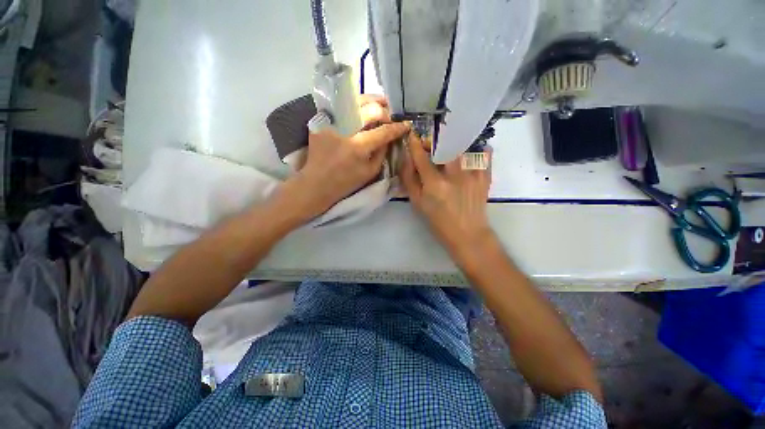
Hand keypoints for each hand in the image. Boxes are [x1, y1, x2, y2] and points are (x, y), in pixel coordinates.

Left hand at [280, 96, 409, 222]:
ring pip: (355, 101)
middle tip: (390, 116)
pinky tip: (362, 108)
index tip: (406, 125)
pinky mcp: (320, 121)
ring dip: (371, 101)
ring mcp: (331, 123)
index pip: (383, 131)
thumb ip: (382, 153)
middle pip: (370, 110)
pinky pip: (341, 106)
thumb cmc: (345, 182)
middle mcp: (345, 130)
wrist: (316, 183)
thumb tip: (389, 137)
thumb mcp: (370, 172)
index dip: (397, 127)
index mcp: (358, 147)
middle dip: (385, 111)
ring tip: (381, 103)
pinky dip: (354, 105)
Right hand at [400, 134, 494, 256]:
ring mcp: (473, 174)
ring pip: (464, 145)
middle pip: (444, 146)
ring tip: (449, 149)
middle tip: (430, 146)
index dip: (415, 144)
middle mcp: (454, 174)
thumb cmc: (439, 222)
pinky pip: (484, 154)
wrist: (468, 234)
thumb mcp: (418, 204)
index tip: (412, 135)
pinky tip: (470, 153)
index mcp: (435, 184)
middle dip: (434, 141)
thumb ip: (409, 181)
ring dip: (453, 144)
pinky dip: (478, 149)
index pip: (421, 156)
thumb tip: (406, 160)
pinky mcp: (485, 176)